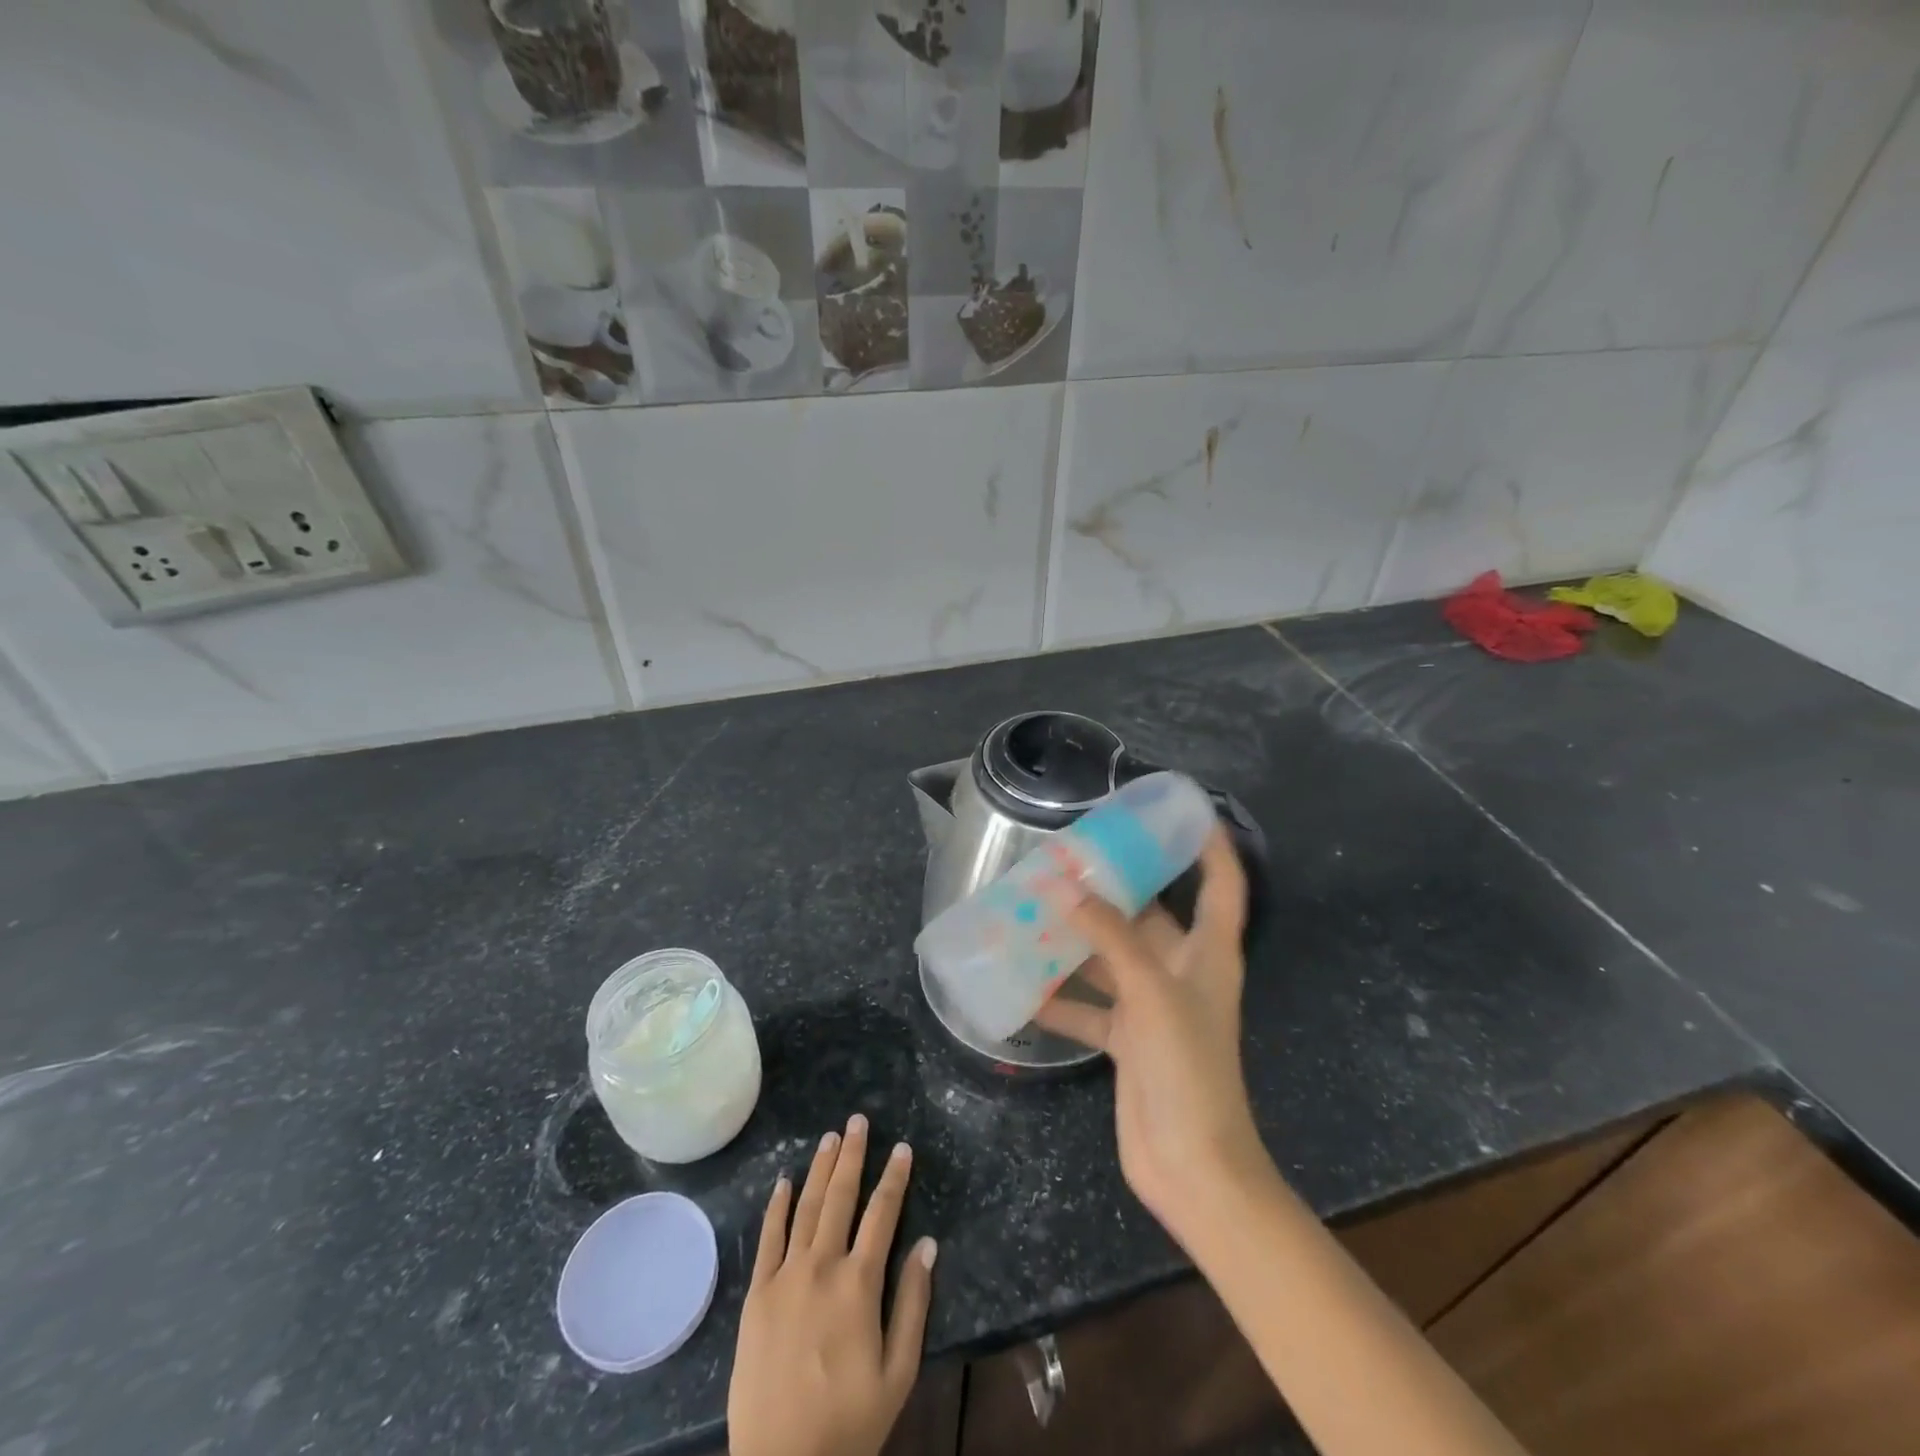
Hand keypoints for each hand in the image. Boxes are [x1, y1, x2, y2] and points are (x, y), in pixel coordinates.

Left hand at [727, 1114, 938, 1455]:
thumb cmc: (849, 1423)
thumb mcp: (898, 1371)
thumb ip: (913, 1303)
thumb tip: (928, 1243)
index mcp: (859, 1283)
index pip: (882, 1214)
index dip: (894, 1177)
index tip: (902, 1147)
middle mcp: (822, 1266)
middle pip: (840, 1197)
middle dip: (852, 1155)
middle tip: (858, 1120)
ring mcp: (785, 1277)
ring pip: (805, 1207)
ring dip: (819, 1168)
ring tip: (830, 1137)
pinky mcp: (757, 1294)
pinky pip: (768, 1238)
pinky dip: (777, 1206)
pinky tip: (784, 1180)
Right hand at [1034, 829, 1269, 1245]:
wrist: (1193, 1169)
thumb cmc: (1189, 1070)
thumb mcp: (1152, 992)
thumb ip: (1109, 937)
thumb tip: (1065, 886)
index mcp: (1207, 953)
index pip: (1221, 883)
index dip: (1208, 845)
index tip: (1180, 812)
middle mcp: (1181, 971)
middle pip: (1149, 915)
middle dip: (1112, 888)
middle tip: (1067, 856)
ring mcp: (1152, 1006)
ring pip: (1110, 957)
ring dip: (1075, 939)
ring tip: (1031, 909)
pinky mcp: (1127, 1040)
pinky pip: (1088, 1005)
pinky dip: (1059, 996)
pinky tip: (1022, 985)